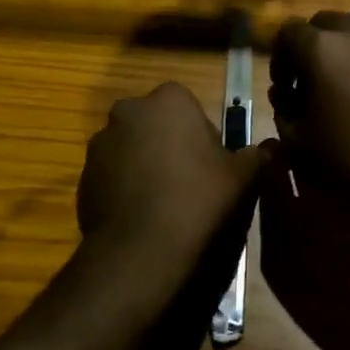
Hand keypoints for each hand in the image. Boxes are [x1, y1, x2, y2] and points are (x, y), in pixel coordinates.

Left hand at [77, 82, 268, 279]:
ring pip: (131, 149)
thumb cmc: (199, 198)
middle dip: (169, 145)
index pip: (189, 106)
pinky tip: (142, 217)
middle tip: (190, 182)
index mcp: (168, 100)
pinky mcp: (82, 177)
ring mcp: (100, 144)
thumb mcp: (242, 177)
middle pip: (156, 124)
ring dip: (145, 166)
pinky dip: (125, 189)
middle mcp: (128, 111)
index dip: (202, 135)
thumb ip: (256, 156)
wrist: (142, 249)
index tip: (211, 164)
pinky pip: (112, 176)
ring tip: (164, 204)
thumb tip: (266, 149)